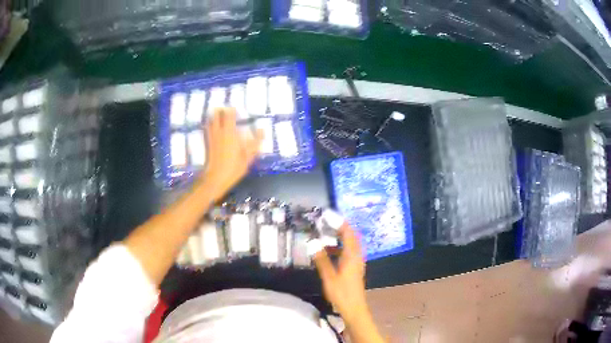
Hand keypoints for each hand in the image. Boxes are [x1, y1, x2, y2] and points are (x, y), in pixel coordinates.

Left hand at [202, 108, 262, 200]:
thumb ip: (255, 142)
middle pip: (218, 115)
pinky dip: (210, 124)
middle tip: (226, 108)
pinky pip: (208, 129)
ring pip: (211, 120)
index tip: (236, 106)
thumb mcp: (248, 156)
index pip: (230, 115)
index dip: (232, 109)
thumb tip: (262, 130)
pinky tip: (212, 125)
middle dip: (221, 109)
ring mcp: (212, 137)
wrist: (216, 178)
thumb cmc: (234, 167)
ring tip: (218, 112)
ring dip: (215, 115)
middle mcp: (219, 132)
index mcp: (230, 133)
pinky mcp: (208, 143)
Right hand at [313, 221, 368, 324]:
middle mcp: (357, 256)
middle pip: (351, 236)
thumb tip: (312, 242)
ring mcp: (357, 262)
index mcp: (352, 255)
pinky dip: (338, 248)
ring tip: (324, 236)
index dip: (339, 222)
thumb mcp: (329, 276)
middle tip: (325, 223)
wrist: (354, 307)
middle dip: (339, 228)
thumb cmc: (342, 292)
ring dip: (338, 238)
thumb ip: (321, 259)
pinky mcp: (354, 268)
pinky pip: (347, 252)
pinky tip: (327, 253)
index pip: (348, 233)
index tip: (328, 215)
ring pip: (349, 244)